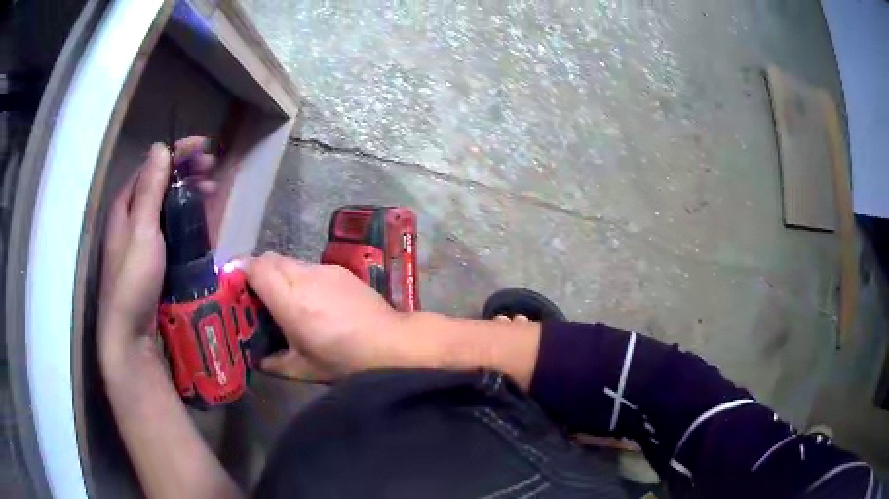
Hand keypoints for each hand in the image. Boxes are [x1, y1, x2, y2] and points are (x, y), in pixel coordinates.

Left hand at [98, 137, 218, 372]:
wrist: (130, 333)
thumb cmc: (132, 279)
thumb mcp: (141, 231)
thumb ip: (149, 190)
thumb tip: (160, 148)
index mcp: (125, 205)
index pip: (152, 166)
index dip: (176, 153)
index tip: (203, 147)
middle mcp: (132, 218)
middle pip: (160, 184)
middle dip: (186, 172)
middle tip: (212, 169)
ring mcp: (143, 240)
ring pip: (167, 205)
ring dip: (189, 193)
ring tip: (211, 190)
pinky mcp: (154, 259)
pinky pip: (171, 228)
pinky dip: (187, 218)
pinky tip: (201, 219)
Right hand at [246, 252, 408, 381]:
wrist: (391, 344)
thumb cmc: (344, 361)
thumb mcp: (303, 370)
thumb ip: (273, 363)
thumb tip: (258, 360)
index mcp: (290, 301)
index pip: (257, 269)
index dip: (241, 271)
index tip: (234, 283)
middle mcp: (305, 277)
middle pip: (271, 259)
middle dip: (258, 272)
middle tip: (256, 296)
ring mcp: (325, 270)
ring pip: (291, 261)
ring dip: (280, 274)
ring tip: (285, 300)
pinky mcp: (342, 270)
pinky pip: (310, 267)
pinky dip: (301, 277)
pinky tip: (313, 300)